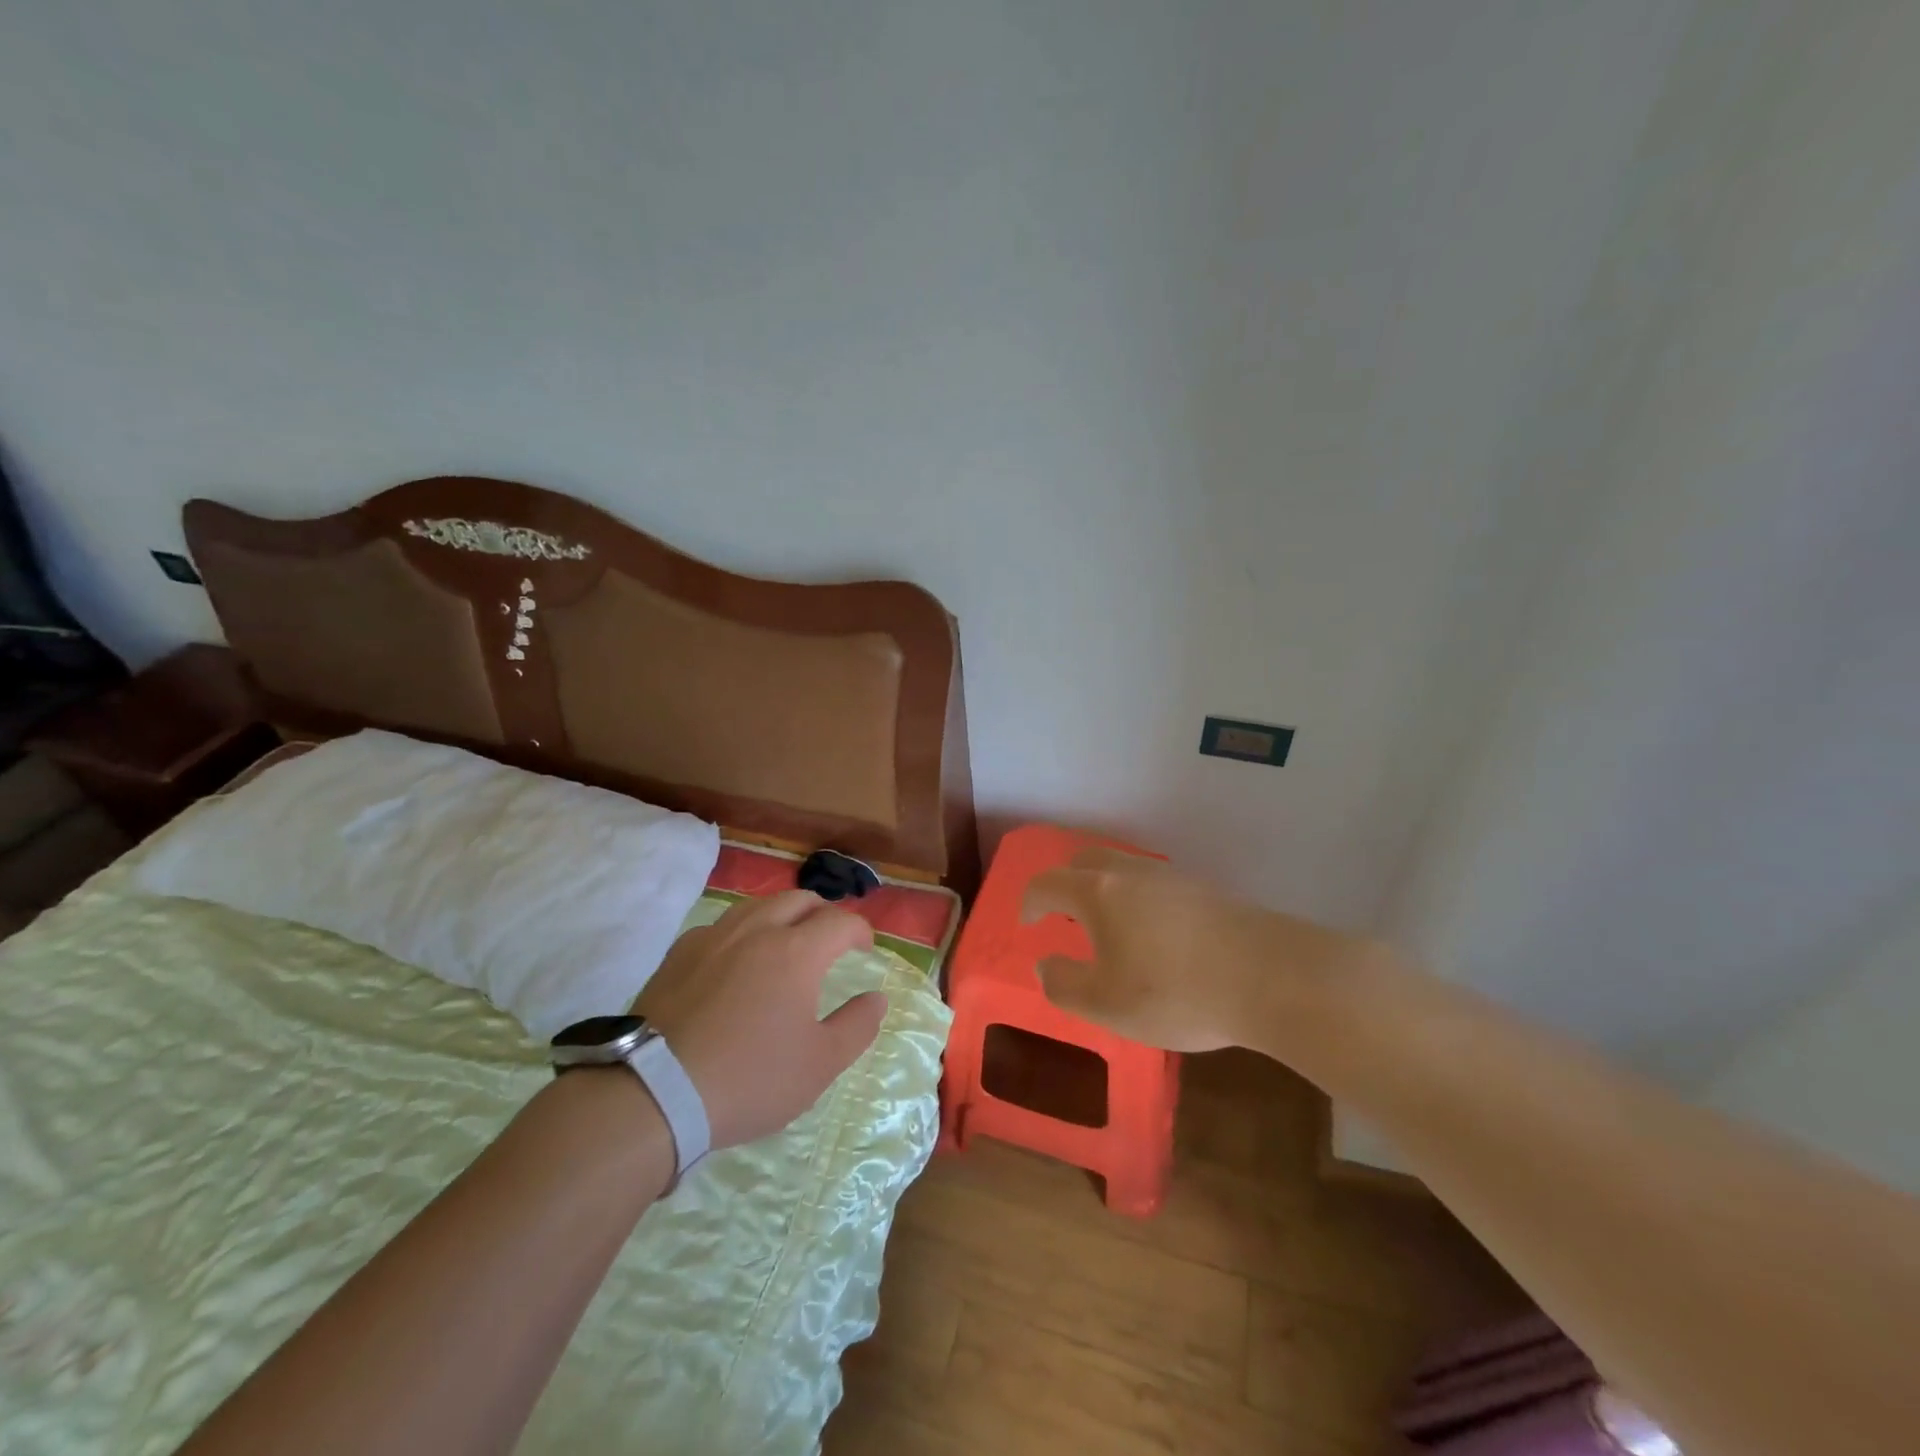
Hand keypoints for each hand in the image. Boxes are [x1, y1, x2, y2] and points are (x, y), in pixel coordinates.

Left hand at [631, 890, 883, 1149]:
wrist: (654, 1093)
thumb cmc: (749, 1079)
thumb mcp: (819, 1065)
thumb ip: (857, 1026)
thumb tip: (877, 998)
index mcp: (797, 952)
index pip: (840, 921)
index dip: (859, 930)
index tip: (865, 949)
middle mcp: (757, 930)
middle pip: (799, 899)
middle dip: (823, 913)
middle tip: (830, 939)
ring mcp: (713, 937)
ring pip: (757, 906)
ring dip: (782, 915)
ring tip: (785, 942)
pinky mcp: (678, 954)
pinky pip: (721, 926)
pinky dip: (742, 933)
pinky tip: (735, 960)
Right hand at [1022, 847, 1358, 1052]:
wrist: (1273, 976)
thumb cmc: (1176, 991)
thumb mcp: (1107, 1004)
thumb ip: (1064, 984)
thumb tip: (1045, 964)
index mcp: (1098, 893)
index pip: (1048, 884)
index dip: (1030, 902)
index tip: (1026, 923)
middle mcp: (1130, 873)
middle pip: (1085, 862)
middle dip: (1065, 884)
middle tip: (1062, 915)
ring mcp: (1171, 877)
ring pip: (1122, 869)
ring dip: (1103, 889)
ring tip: (1107, 926)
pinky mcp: (1204, 890)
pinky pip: (1153, 883)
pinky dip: (1136, 898)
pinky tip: (1152, 933)